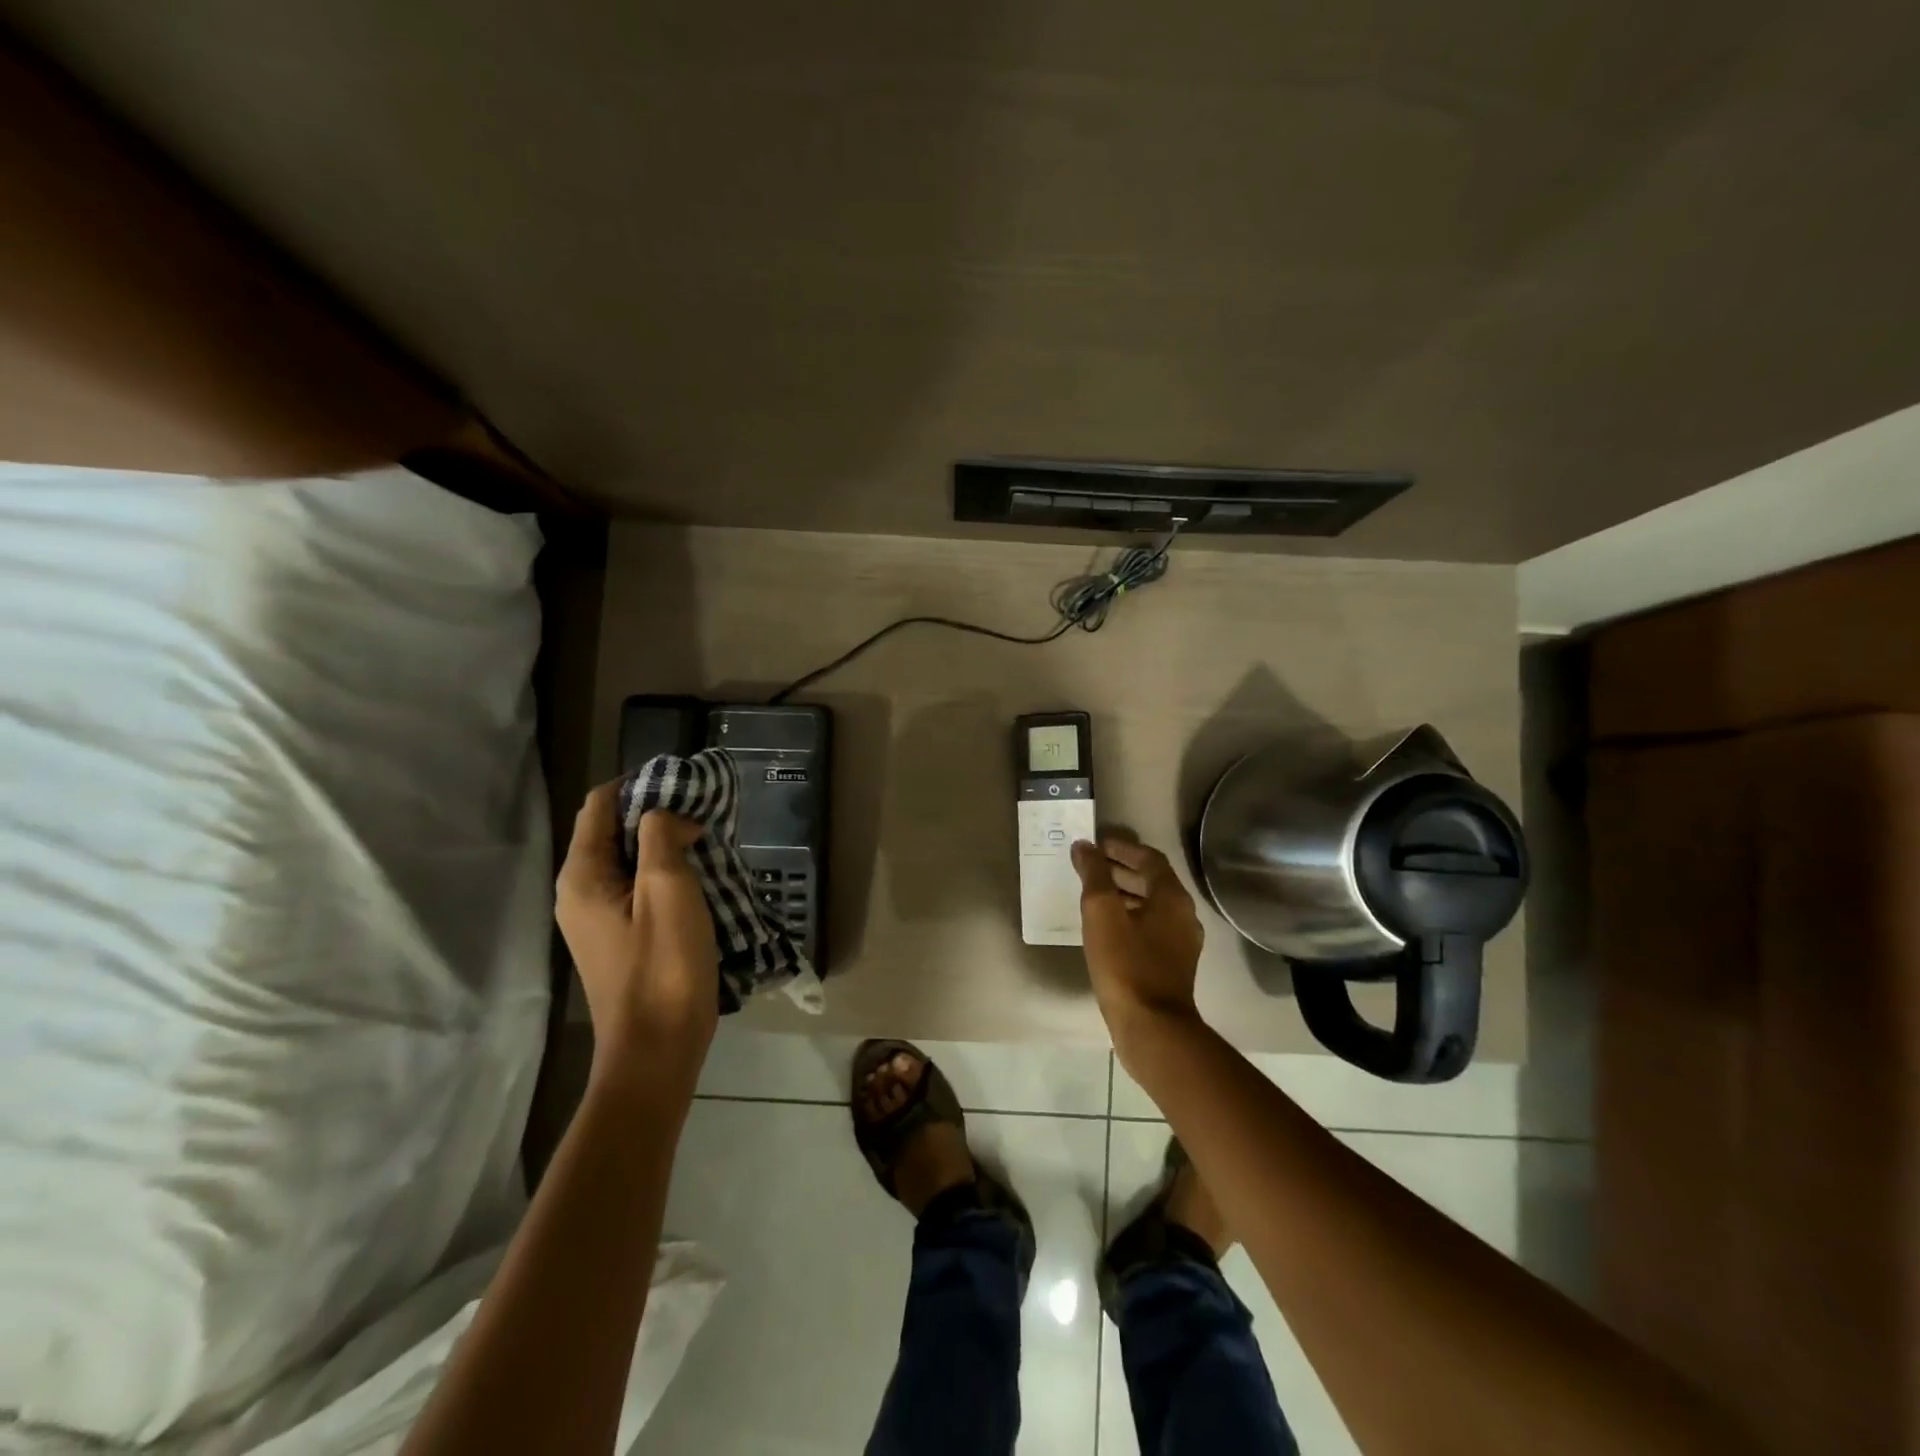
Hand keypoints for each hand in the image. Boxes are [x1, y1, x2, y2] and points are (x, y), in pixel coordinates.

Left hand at [556, 781, 719, 1080]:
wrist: (657, 1049)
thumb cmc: (663, 966)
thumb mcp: (668, 889)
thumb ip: (661, 836)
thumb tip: (670, 816)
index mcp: (582, 875)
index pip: (600, 804)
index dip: (640, 784)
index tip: (686, 783)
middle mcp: (579, 891)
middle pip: (612, 830)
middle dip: (656, 813)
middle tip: (704, 812)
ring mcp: (596, 917)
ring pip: (628, 859)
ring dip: (664, 843)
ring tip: (707, 841)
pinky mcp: (617, 936)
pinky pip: (636, 887)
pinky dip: (664, 872)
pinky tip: (698, 878)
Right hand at [1072, 836, 1204, 1050]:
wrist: (1151, 1027)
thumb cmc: (1125, 963)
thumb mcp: (1102, 913)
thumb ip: (1094, 874)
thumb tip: (1085, 846)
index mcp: (1172, 897)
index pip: (1150, 858)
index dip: (1122, 848)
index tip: (1096, 845)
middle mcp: (1183, 915)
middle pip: (1152, 881)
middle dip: (1121, 869)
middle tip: (1090, 866)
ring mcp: (1181, 943)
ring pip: (1151, 906)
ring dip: (1124, 893)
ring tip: (1092, 894)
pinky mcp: (1172, 965)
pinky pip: (1150, 928)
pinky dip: (1129, 917)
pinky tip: (1105, 928)